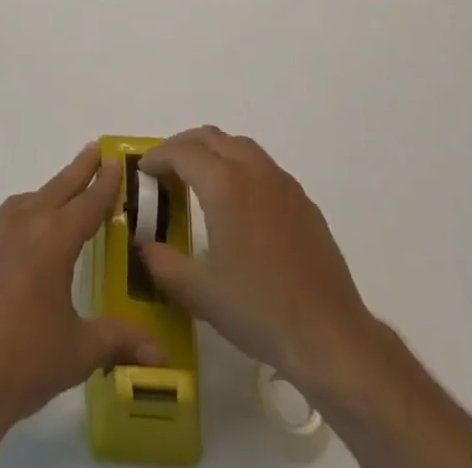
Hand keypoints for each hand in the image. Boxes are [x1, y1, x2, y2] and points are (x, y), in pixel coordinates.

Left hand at [0, 143, 164, 439]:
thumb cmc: (23, 363)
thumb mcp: (78, 353)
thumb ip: (118, 341)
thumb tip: (160, 353)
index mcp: (54, 239)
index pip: (88, 203)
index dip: (104, 184)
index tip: (114, 162)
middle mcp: (21, 223)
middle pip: (56, 189)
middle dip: (78, 170)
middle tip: (93, 150)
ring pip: (22, 204)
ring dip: (43, 198)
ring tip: (54, 202)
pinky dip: (9, 230)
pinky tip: (11, 251)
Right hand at [137, 127, 372, 398]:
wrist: (328, 334)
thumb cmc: (258, 309)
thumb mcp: (199, 293)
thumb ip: (163, 264)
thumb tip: (143, 245)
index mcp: (224, 183)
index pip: (182, 152)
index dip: (158, 157)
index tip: (143, 170)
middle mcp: (252, 169)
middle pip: (210, 137)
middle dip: (183, 146)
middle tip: (165, 169)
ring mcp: (281, 182)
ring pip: (239, 146)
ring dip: (213, 151)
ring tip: (198, 178)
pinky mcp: (302, 200)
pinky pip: (262, 166)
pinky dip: (240, 167)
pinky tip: (238, 203)